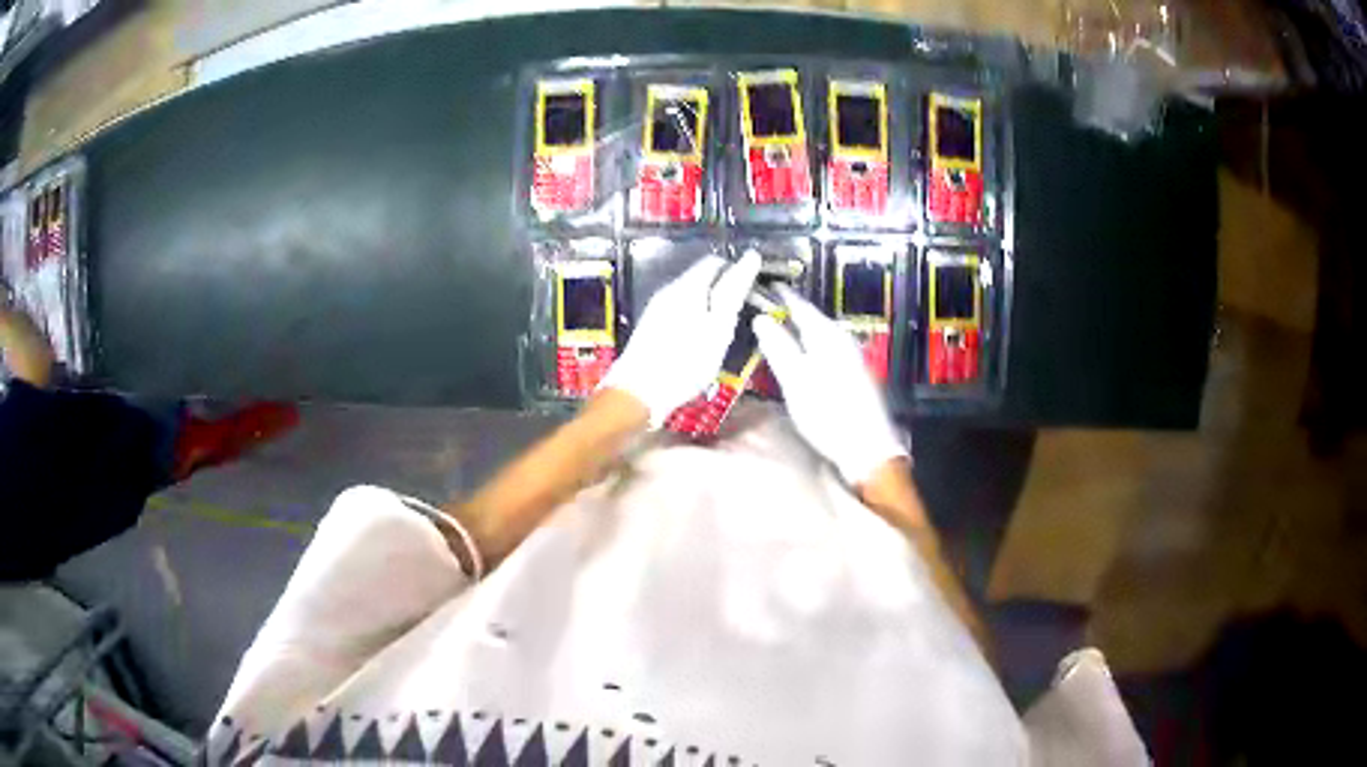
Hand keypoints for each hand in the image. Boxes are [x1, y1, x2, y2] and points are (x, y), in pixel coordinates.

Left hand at [601, 250, 760, 426]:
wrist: (638, 393)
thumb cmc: (685, 362)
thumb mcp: (719, 326)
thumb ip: (734, 291)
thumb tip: (751, 257)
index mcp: (687, 286)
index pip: (717, 262)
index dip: (740, 272)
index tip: (757, 294)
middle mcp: (670, 290)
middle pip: (703, 277)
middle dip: (727, 289)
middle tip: (747, 314)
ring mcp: (658, 308)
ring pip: (693, 295)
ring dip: (713, 305)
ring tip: (729, 330)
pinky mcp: (652, 327)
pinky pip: (682, 311)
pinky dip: (699, 318)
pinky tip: (704, 341)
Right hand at [752, 284, 906, 485]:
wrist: (868, 447)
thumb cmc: (829, 414)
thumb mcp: (796, 380)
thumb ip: (779, 347)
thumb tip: (761, 319)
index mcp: (827, 335)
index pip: (799, 305)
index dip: (780, 295)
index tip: (762, 286)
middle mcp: (841, 339)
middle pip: (810, 318)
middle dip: (787, 312)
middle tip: (763, 307)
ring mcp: (850, 357)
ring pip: (818, 334)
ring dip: (797, 330)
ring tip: (775, 330)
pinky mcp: (853, 374)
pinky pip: (824, 348)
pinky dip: (807, 346)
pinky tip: (798, 356)